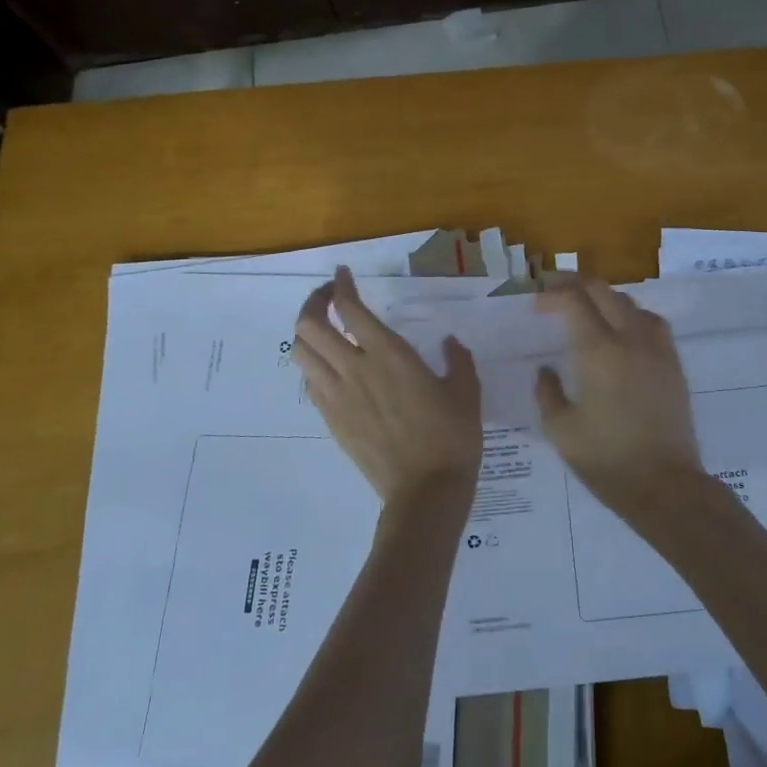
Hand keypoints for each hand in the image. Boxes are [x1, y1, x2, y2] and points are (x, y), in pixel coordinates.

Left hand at [291, 267, 481, 503]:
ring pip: (301, 354)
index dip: (341, 286)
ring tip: (324, 330)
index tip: (343, 275)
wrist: (426, 491)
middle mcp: (355, 369)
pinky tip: (333, 369)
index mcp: (390, 355)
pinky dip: (314, 367)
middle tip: (329, 298)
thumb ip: (457, 360)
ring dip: (307, 334)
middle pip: (310, 326)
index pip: (350, 309)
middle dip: (313, 303)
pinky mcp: (332, 421)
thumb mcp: (466, 391)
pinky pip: (310, 384)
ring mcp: (338, 397)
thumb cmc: (452, 437)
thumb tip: (449, 342)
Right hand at [535, 279, 705, 519]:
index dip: (552, 294)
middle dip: (576, 286)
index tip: (537, 305)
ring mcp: (657, 349)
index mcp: (598, 351)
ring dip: (605, 299)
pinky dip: (630, 316)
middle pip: (603, 291)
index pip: (574, 300)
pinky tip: (621, 335)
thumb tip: (546, 370)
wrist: (666, 486)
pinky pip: (651, 322)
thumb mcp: (561, 430)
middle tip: (555, 296)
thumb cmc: (607, 460)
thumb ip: (547, 392)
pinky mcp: (674, 364)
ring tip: (588, 313)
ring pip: (630, 303)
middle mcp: (631, 339)